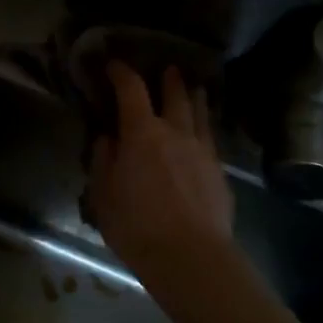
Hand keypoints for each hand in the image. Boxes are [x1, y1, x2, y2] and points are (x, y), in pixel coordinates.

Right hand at [88, 62, 233, 274]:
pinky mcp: (220, 174)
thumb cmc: (135, 223)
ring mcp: (203, 152)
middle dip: (168, 79)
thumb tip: (108, 139)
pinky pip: (211, 139)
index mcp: (141, 133)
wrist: (190, 257)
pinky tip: (202, 133)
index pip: (131, 90)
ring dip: (194, 98)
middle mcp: (176, 133)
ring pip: (200, 115)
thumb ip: (103, 160)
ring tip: (194, 89)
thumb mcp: (102, 192)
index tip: (113, 65)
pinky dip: (204, 127)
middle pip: (175, 95)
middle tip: (166, 69)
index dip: (121, 73)